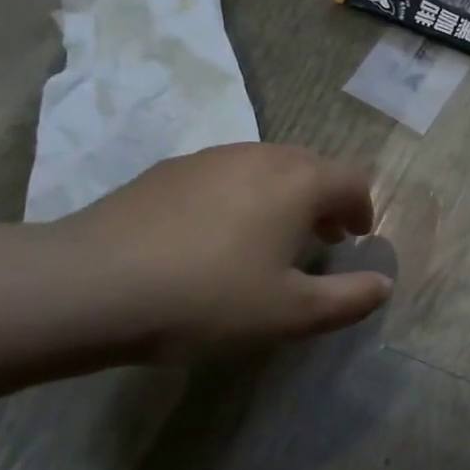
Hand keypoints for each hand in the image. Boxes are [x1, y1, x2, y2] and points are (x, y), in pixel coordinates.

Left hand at [54, 144, 391, 350]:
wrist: (86, 286)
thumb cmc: (206, 298)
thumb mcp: (290, 314)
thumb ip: (349, 299)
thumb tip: (383, 286)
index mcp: (299, 181)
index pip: (354, 181)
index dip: (364, 210)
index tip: (356, 239)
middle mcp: (261, 155)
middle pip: (312, 167)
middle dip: (326, 200)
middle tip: (323, 238)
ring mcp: (211, 157)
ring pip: (267, 168)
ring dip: (284, 197)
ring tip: (270, 238)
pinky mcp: (169, 170)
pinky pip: (226, 175)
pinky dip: (241, 197)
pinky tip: (215, 237)